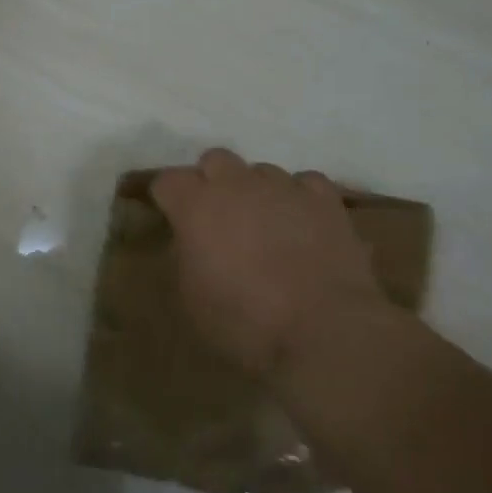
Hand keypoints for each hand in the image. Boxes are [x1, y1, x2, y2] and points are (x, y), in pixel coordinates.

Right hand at [152, 149, 388, 379]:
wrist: (324, 333)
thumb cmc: (245, 323)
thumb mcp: (191, 299)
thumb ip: (184, 257)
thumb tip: (190, 241)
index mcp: (195, 205)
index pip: (167, 180)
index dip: (169, 199)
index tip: (173, 219)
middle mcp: (235, 183)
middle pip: (215, 160)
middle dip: (213, 182)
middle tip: (220, 218)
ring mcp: (282, 186)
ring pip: (261, 170)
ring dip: (257, 191)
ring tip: (267, 225)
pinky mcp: (324, 200)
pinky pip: (305, 183)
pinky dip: (300, 198)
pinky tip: (304, 223)